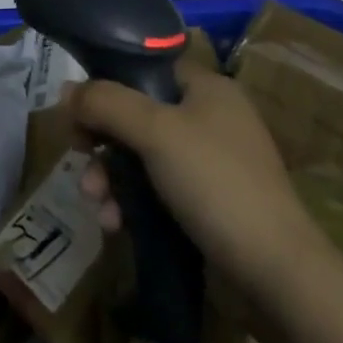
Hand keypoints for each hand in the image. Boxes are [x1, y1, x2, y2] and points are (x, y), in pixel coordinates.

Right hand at [68, 57, 322, 296]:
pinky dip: (131, 204)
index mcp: (207, 89)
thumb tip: (66, 89)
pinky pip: (156, 192)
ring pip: (142, 157)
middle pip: (138, 116)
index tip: (78, 111)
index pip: (147, 69)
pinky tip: (114, 224)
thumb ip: (106, 103)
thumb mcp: (155, 132)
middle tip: (79, 157)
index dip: (108, 85)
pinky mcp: (207, 206)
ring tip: (95, 203)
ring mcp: (210, 165)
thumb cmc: (215, 183)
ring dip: (111, 178)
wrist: (276, 274)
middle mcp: (210, 119)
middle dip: (103, 141)